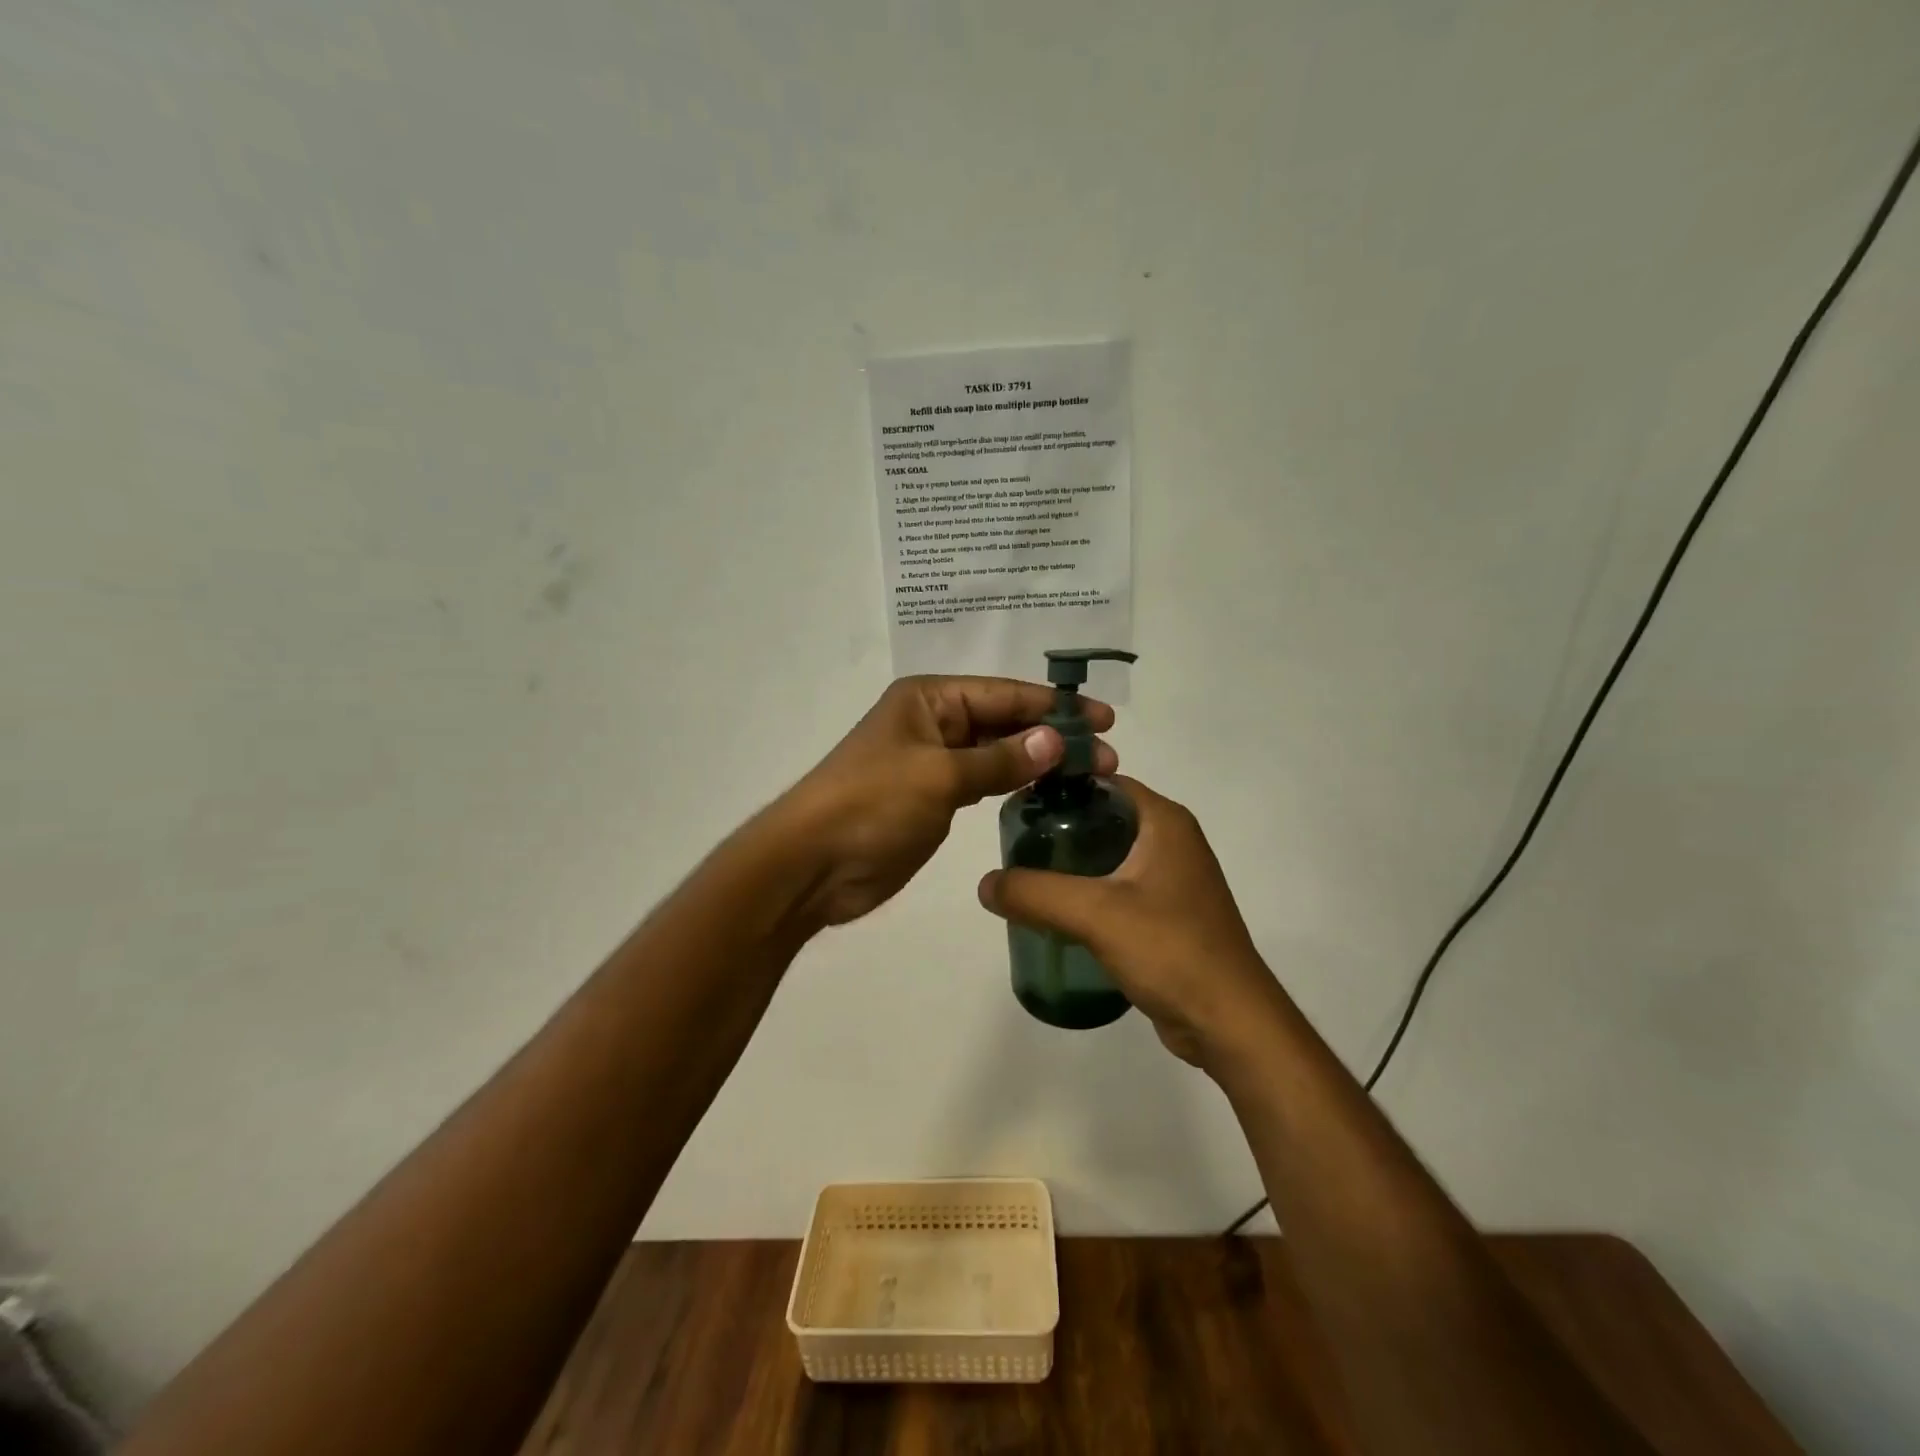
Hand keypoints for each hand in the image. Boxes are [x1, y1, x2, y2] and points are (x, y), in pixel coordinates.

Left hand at [777, 676, 1116, 927]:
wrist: (812, 865)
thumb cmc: (872, 805)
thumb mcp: (939, 776)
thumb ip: (999, 759)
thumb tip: (1055, 741)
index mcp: (929, 700)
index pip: (1003, 694)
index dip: (1054, 706)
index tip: (1104, 719)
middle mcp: (933, 723)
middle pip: (1003, 722)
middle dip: (1052, 736)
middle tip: (1108, 757)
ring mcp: (933, 762)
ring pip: (996, 754)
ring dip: (1037, 762)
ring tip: (1089, 776)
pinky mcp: (933, 799)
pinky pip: (982, 783)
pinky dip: (1013, 785)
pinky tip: (1047, 793)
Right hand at [977, 777, 1278, 1066]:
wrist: (1230, 1022)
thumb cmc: (1171, 950)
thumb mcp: (1095, 914)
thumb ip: (1035, 893)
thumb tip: (985, 884)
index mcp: (1164, 821)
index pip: (1103, 782)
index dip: (1060, 787)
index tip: (1018, 802)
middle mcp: (1172, 841)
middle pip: (1103, 817)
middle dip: (1059, 828)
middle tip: (1014, 844)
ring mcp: (1173, 879)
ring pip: (1110, 856)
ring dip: (1072, 863)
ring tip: (1026, 876)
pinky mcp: (1169, 914)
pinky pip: (1118, 889)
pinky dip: (1088, 893)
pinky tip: (1057, 912)